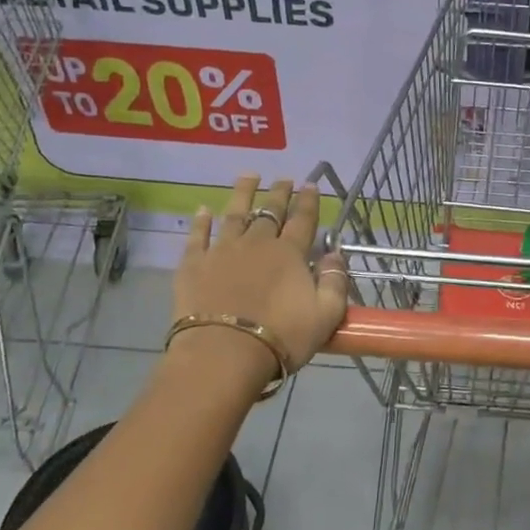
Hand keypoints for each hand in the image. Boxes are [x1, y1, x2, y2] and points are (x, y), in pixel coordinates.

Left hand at [170, 175, 348, 384]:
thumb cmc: (281, 337)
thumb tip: (335, 254)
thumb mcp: (326, 315)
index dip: (308, 201)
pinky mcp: (194, 265)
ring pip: (234, 214)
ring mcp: (222, 251)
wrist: (223, 354)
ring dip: (243, 193)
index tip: (310, 184)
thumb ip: (335, 282)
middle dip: (279, 193)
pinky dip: (201, 221)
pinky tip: (203, 209)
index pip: (303, 219)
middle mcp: (256, 243)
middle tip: (284, 178)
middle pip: (270, 211)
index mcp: (289, 253)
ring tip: (248, 176)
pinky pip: (198, 236)